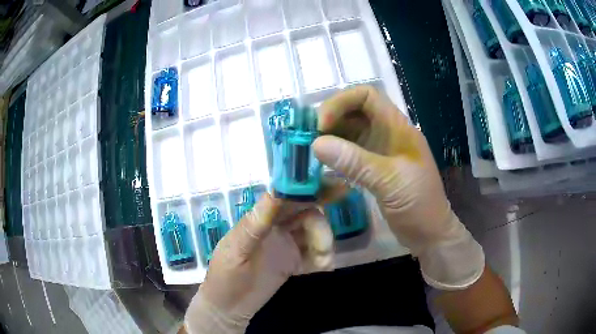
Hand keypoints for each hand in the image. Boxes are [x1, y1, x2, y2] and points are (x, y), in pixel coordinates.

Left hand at [184, 194, 333, 332]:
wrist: (230, 308)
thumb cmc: (226, 278)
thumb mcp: (236, 252)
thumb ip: (254, 226)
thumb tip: (274, 193)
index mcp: (260, 219)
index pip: (285, 197)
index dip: (307, 189)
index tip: (332, 187)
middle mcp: (275, 227)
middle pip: (305, 213)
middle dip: (320, 223)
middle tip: (325, 245)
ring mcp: (286, 245)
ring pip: (313, 232)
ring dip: (323, 243)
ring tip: (323, 263)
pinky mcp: (294, 262)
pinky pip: (314, 253)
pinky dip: (322, 258)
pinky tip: (323, 268)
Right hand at [313, 86, 483, 289]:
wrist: (429, 234)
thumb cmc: (419, 205)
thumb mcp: (390, 181)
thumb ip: (355, 161)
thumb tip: (316, 143)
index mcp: (398, 127)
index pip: (367, 96)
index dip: (341, 102)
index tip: (321, 124)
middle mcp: (387, 133)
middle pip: (354, 112)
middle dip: (330, 119)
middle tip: (307, 138)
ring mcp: (380, 151)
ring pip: (349, 132)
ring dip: (329, 137)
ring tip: (308, 150)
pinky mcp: (373, 169)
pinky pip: (349, 153)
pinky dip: (334, 154)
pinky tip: (320, 163)